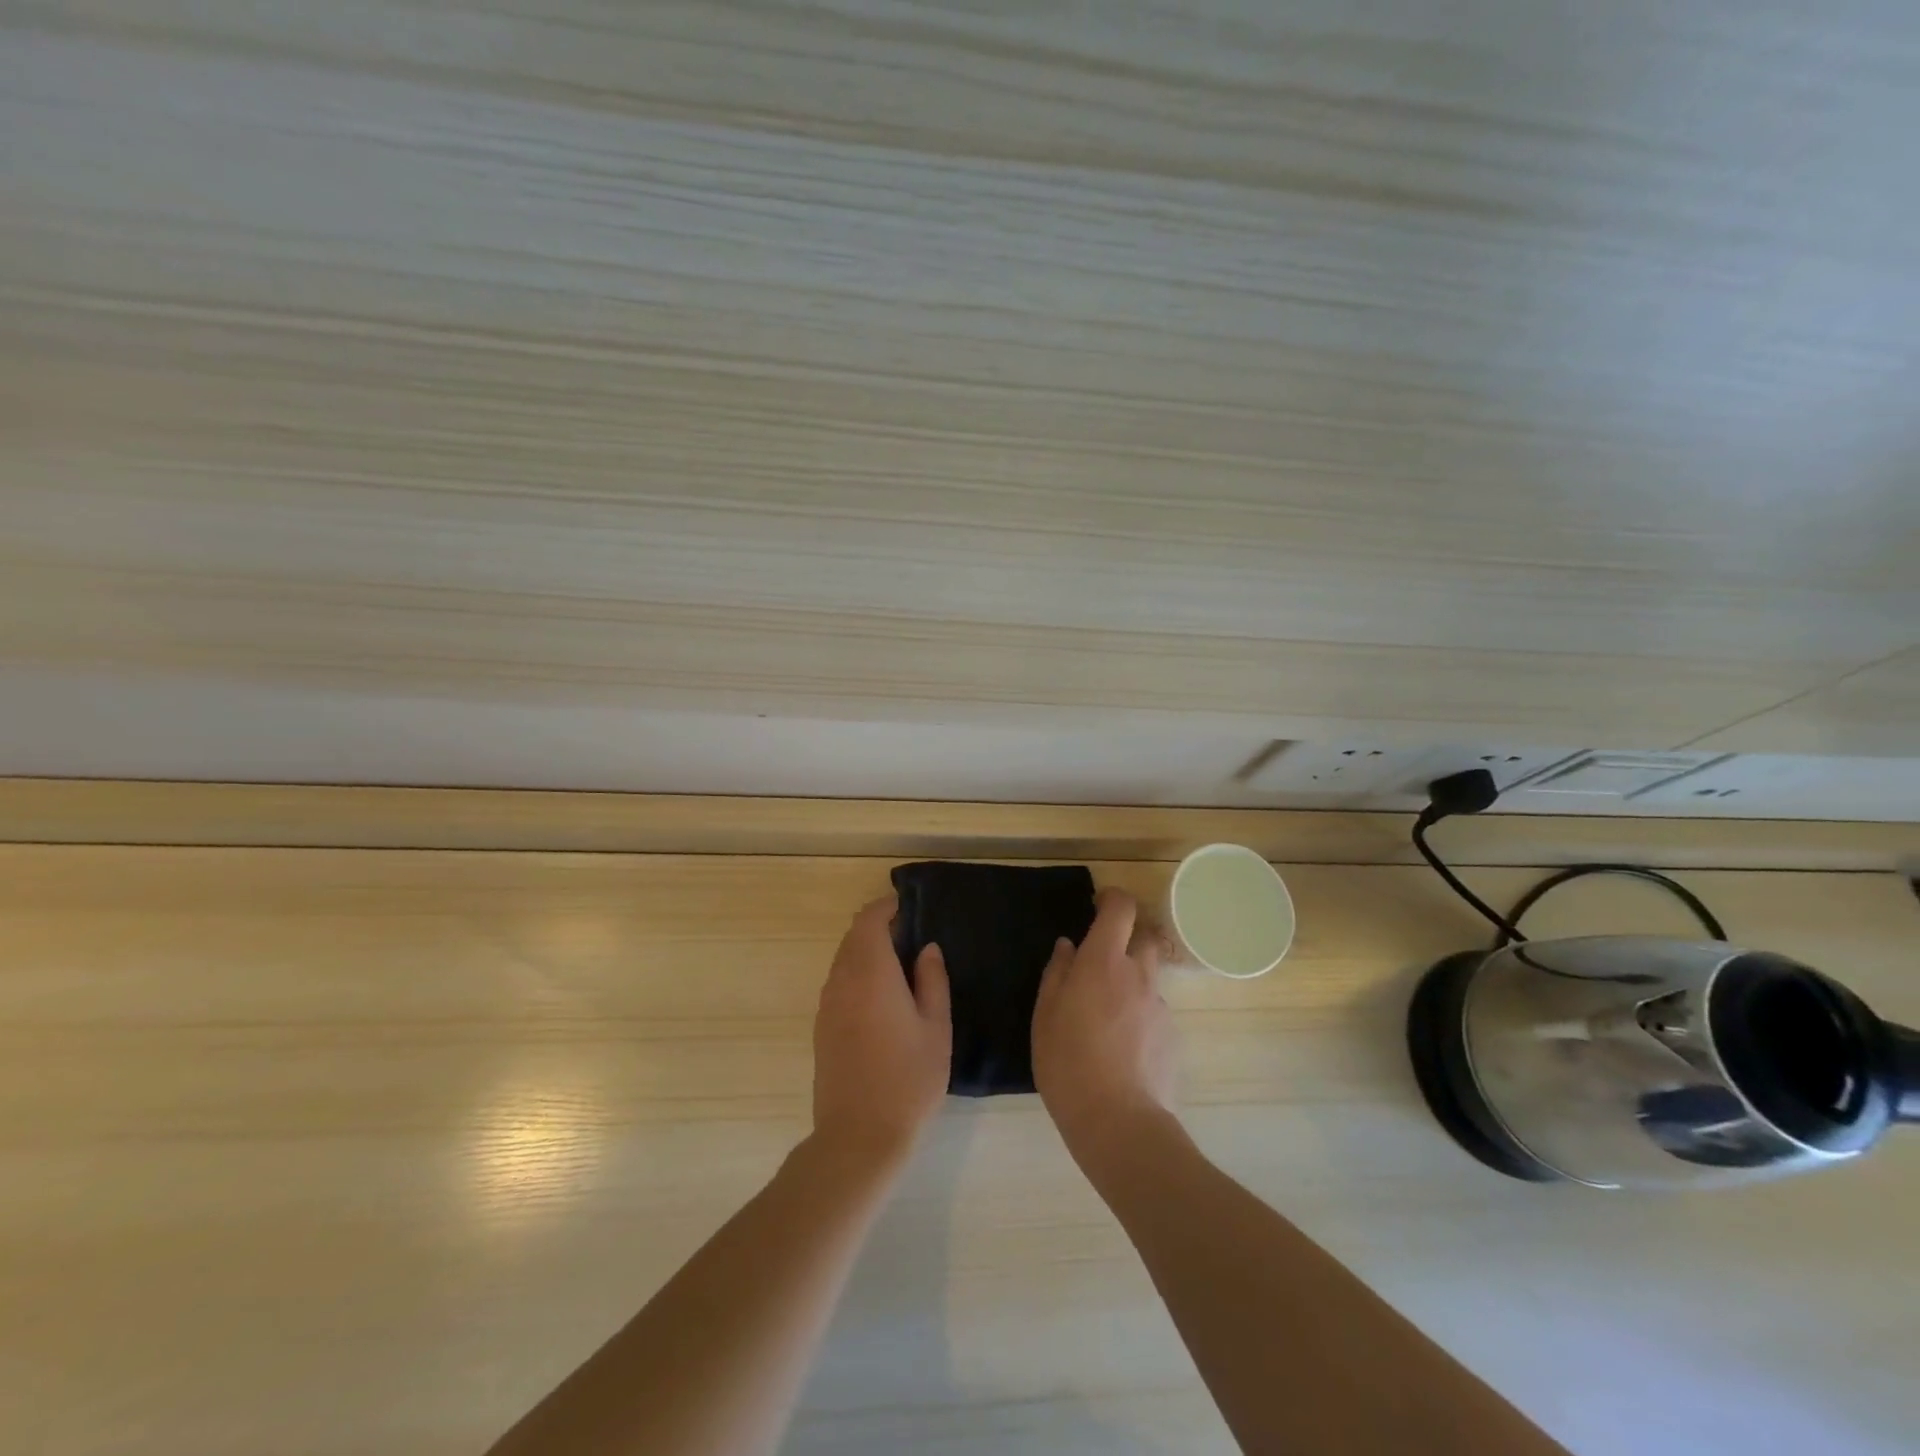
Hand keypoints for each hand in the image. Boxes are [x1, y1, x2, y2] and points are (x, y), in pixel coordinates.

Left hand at [811, 895, 950, 1164]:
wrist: (859, 1136)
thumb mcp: (936, 1028)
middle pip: (853, 936)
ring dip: (866, 951)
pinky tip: (880, 997)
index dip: (887, 907)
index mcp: (871, 973)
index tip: (909, 907)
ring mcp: (827, 1004)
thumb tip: (926, 949)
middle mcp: (842, 980)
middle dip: (878, 927)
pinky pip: (838, 982)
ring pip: (843, 959)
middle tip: (911, 935)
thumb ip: (933, 981)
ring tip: (899, 965)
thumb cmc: (908, 1079)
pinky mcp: (821, 1027)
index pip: (870, 920)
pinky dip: (856, 973)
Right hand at [1032, 888, 1176, 1164]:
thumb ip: (1057, 973)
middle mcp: (1138, 974)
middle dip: (1127, 938)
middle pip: (1144, 937)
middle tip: (1102, 961)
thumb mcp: (1045, 1015)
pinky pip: (1153, 1010)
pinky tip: (1121, 1046)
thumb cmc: (1068, 1063)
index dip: (1112, 898)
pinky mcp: (1171, 1035)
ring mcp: (1159, 1005)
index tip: (1098, 904)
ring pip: (1149, 976)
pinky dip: (1139, 1014)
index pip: (1121, 909)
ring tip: (1106, 1014)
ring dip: (1131, 980)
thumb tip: (1068, 947)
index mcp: (1103, 962)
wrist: (1119, 1122)